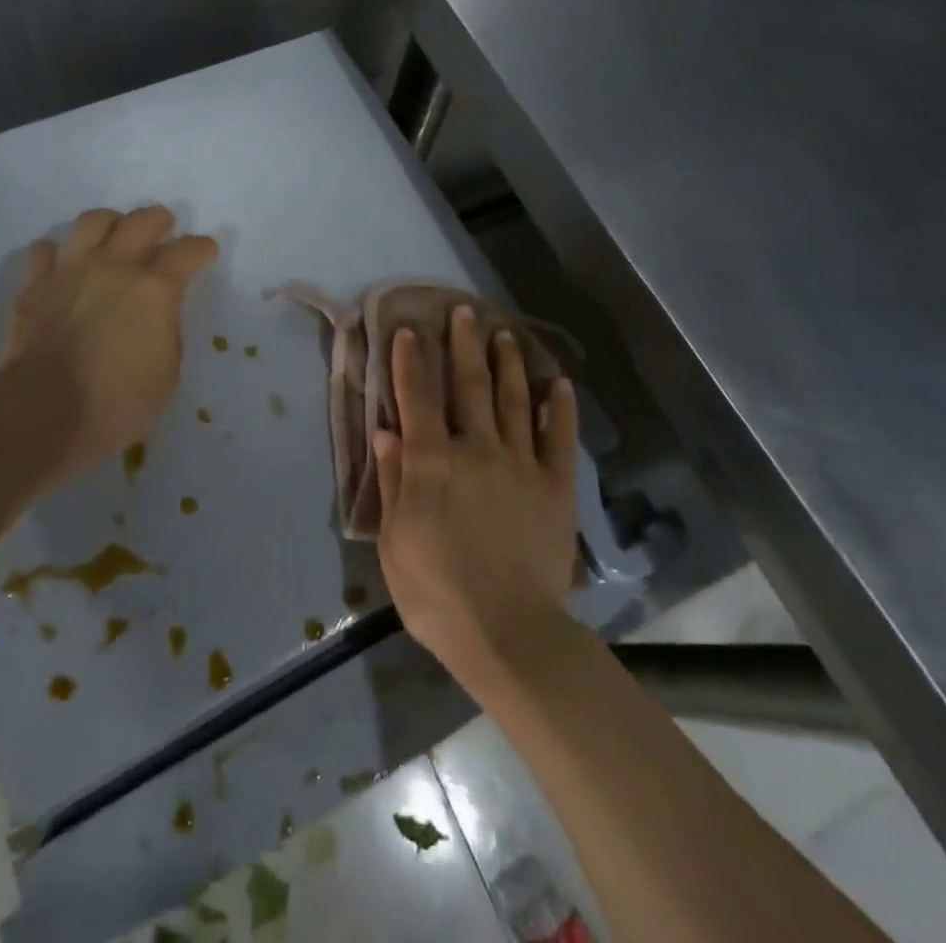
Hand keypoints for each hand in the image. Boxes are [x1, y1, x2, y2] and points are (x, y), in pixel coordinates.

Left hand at [2, 206, 217, 487]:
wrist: (42, 414)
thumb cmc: (116, 404)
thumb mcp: (167, 375)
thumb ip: (167, 333)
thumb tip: (157, 317)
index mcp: (156, 289)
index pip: (189, 251)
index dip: (203, 249)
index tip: (206, 253)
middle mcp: (115, 266)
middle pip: (143, 220)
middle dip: (160, 220)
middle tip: (165, 230)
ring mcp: (71, 271)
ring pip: (93, 221)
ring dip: (111, 223)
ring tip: (116, 235)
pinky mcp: (35, 286)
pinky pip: (44, 250)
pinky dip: (56, 253)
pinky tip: (62, 264)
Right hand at [374, 306, 579, 686]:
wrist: (508, 633)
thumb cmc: (437, 592)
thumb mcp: (396, 541)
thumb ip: (395, 481)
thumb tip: (385, 432)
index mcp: (432, 462)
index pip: (417, 399)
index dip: (411, 362)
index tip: (409, 330)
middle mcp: (476, 449)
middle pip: (469, 386)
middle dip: (464, 345)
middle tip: (465, 312)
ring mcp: (520, 464)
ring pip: (514, 401)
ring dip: (507, 364)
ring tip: (504, 334)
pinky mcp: (555, 487)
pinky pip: (559, 439)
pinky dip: (559, 409)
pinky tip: (557, 384)